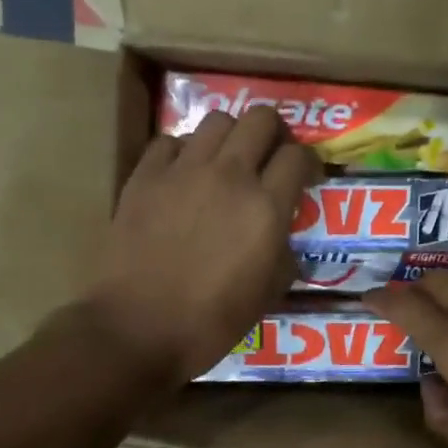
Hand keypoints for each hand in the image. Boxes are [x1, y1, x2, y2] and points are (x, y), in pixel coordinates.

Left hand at [84, 105, 320, 384]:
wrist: (138, 328)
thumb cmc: (210, 323)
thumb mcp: (266, 296)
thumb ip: (284, 257)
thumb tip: (282, 240)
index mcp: (265, 208)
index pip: (298, 157)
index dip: (309, 163)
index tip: (307, 177)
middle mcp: (228, 176)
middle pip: (261, 119)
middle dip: (274, 133)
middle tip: (271, 157)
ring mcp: (182, 171)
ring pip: (216, 120)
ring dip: (230, 137)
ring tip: (227, 163)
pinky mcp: (144, 177)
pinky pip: (171, 142)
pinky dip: (185, 152)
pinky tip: (184, 175)